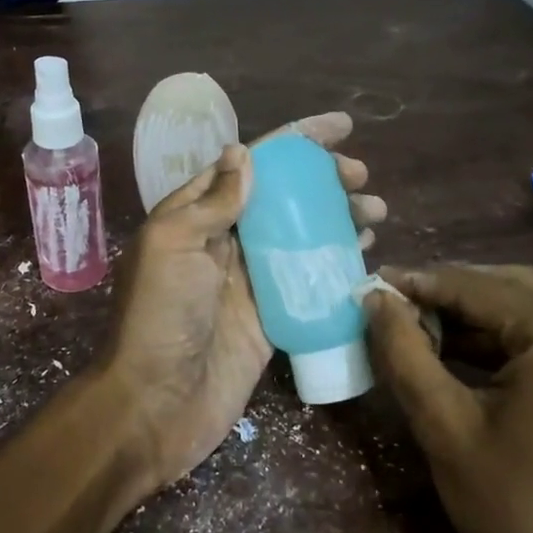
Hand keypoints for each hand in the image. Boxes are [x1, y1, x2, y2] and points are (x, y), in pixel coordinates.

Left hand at [101, 112, 384, 492]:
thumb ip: (211, 201)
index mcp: (197, 215)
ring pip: (302, 236)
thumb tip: (243, 152)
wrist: (156, 404)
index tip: (341, 128)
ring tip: (375, 211)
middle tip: (361, 178)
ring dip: (338, 218)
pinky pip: (309, 281)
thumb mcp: (175, 245)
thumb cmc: (161, 317)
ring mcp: (250, 280)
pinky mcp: (271, 317)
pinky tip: (366, 254)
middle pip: (284, 197)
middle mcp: (225, 241)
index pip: (252, 164)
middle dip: (324, 180)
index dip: (295, 142)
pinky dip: (337, 264)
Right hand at [363, 264, 532, 532]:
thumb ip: (404, 352)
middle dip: (451, 293)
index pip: (480, 287)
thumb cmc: (516, 513)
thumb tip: (374, 298)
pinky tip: (466, 348)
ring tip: (421, 324)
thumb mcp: (444, 427)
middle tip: (395, 303)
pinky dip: (512, 337)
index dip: (421, 283)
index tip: (374, 283)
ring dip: (480, 313)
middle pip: (513, 287)